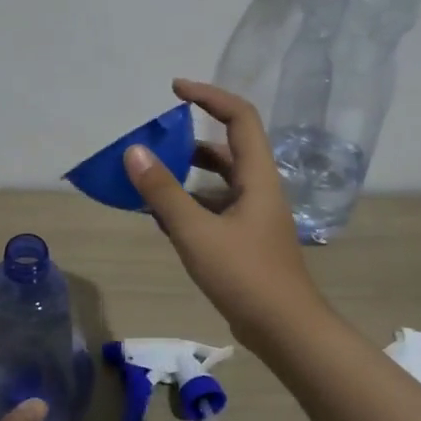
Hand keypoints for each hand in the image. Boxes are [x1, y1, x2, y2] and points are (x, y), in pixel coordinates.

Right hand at [124, 79, 329, 351]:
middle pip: (227, 147)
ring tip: (150, 177)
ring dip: (187, 173)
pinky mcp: (246, 239)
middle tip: (154, 139)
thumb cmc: (245, 276)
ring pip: (219, 180)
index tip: (175, 89)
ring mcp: (254, 215)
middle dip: (190, 138)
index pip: (239, 117)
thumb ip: (163, 192)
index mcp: (257, 176)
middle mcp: (259, 188)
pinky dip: (190, 203)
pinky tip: (162, 217)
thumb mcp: (196, 232)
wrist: (286, 331)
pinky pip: (215, 207)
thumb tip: (134, 152)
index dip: (209, 95)